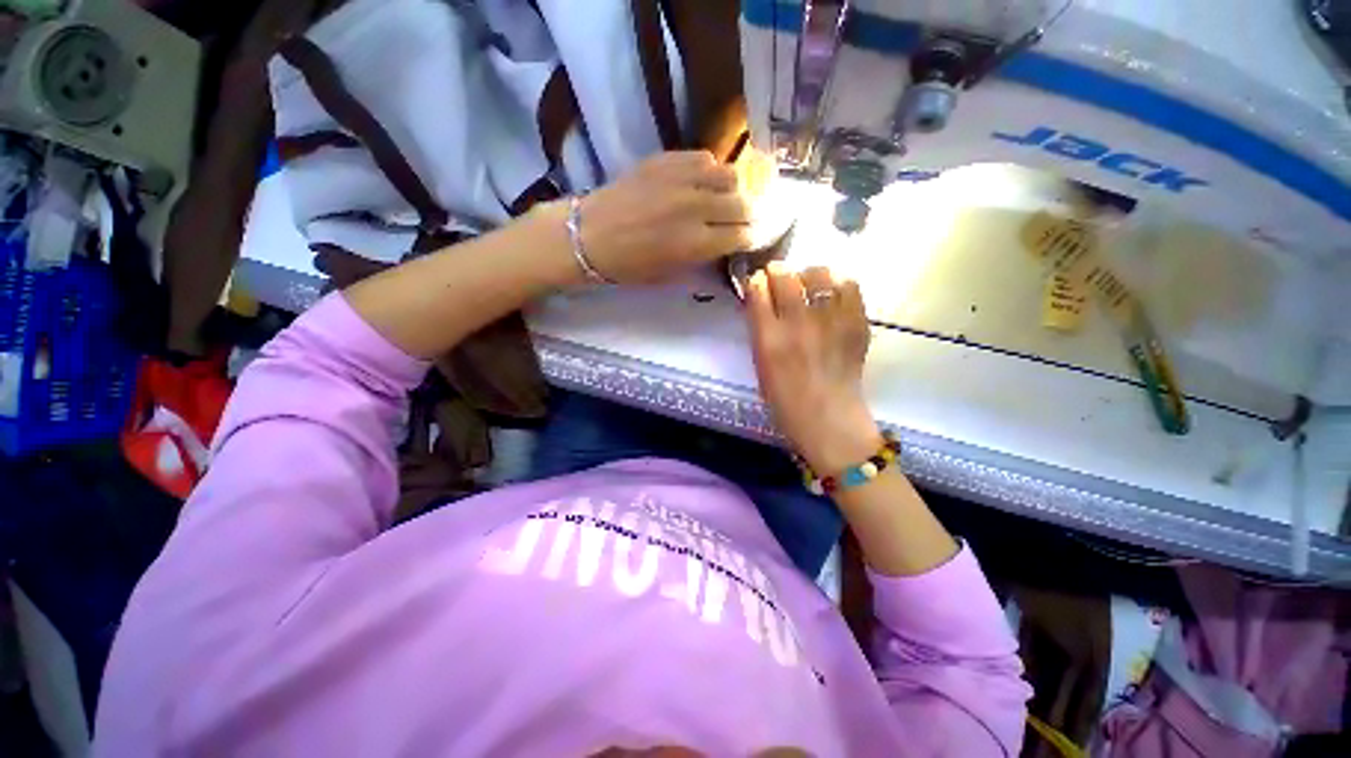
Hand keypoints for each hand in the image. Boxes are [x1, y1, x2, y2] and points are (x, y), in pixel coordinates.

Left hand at [576, 151, 752, 282]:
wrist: (589, 234)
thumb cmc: (628, 265)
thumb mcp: (670, 274)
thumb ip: (702, 258)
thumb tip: (724, 244)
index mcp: (696, 243)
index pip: (742, 235)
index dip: (751, 237)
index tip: (750, 238)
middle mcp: (697, 208)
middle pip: (743, 204)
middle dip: (748, 215)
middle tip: (742, 220)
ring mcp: (682, 179)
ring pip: (730, 175)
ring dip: (732, 190)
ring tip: (723, 198)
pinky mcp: (667, 160)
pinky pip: (705, 158)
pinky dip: (710, 171)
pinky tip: (700, 182)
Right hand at [746, 263, 880, 473]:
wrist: (828, 420)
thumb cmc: (785, 400)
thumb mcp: (760, 365)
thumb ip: (760, 330)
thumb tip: (761, 299)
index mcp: (768, 338)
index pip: (757, 289)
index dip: (756, 281)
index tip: (758, 283)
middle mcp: (798, 324)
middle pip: (786, 275)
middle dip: (778, 271)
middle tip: (780, 278)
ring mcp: (831, 322)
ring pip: (819, 273)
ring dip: (808, 274)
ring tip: (808, 284)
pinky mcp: (857, 324)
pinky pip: (849, 286)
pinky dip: (838, 283)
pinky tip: (832, 294)